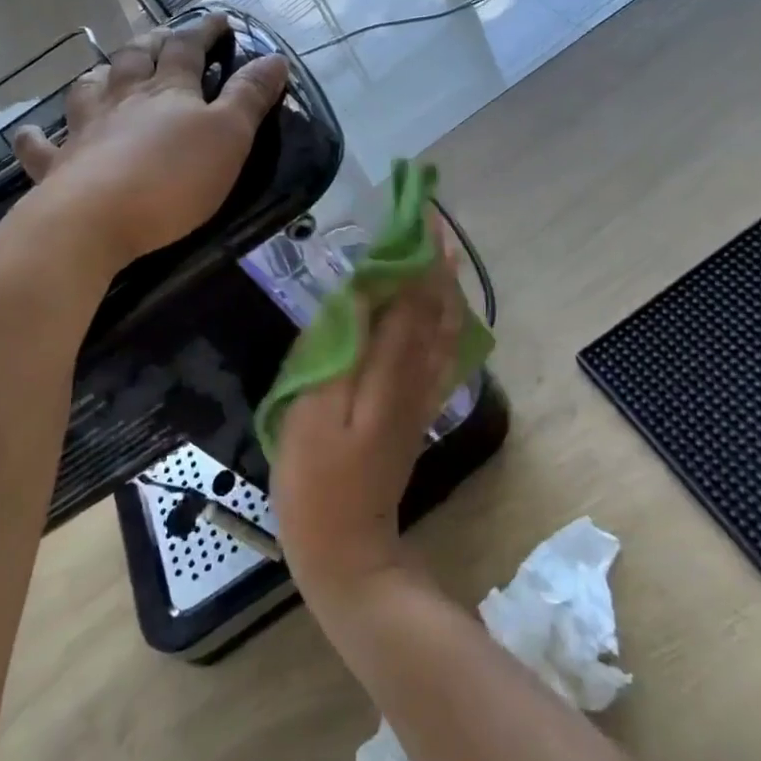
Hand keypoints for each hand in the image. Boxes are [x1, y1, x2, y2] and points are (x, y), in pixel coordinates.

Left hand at [7, 14, 288, 269]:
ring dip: (101, 75)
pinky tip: (31, 132)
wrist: (95, 220)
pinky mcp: (58, 166)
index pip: (188, 47)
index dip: (204, 30)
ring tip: (107, 71)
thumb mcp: (230, 136)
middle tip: (163, 37)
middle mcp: (123, 99)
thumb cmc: (173, 178)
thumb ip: (250, 96)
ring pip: (90, 88)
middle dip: (153, 43)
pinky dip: (35, 136)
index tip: (220, 19)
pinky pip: (40, 146)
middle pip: (135, 58)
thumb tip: (275, 57)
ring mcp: (85, 129)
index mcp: (168, 90)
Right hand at [271, 216, 464, 609]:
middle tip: (431, 220)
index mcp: (390, 371)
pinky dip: (445, 320)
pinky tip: (439, 311)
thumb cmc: (316, 481)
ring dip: (445, 285)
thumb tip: (364, 295)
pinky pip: (442, 353)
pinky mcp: (418, 411)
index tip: (418, 211)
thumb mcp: (315, 411)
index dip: (417, 252)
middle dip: (437, 259)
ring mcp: (422, 395)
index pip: (412, 296)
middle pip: (437, 307)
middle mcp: (416, 376)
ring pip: (445, 328)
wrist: (348, 549)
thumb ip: (343, 350)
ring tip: (438, 251)